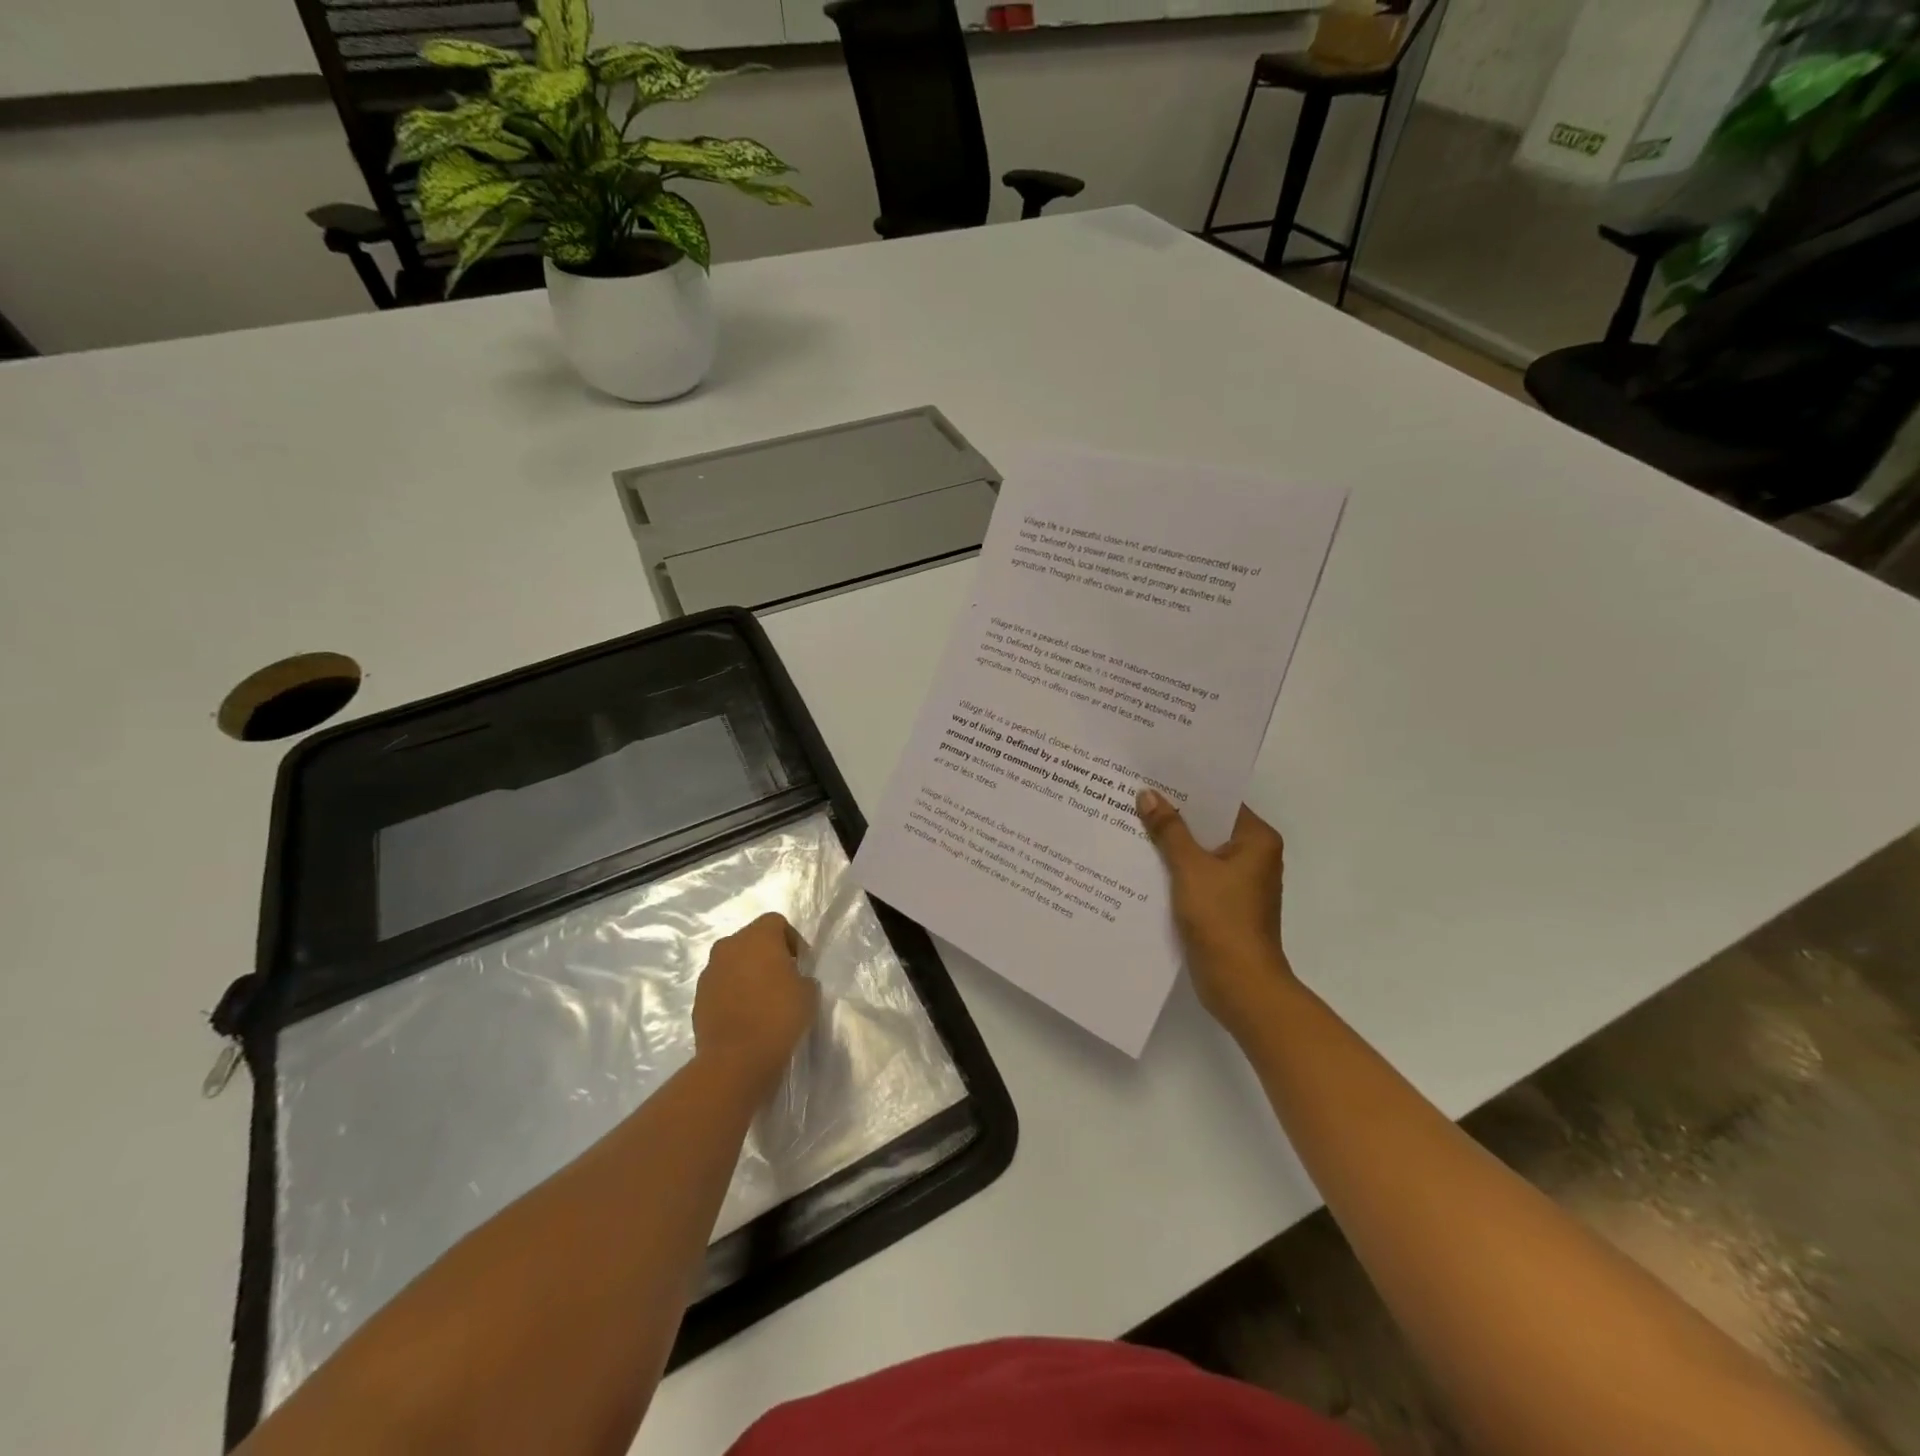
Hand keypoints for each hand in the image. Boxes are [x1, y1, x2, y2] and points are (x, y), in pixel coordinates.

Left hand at [693, 913, 818, 1093]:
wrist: (735, 1059)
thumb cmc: (778, 1016)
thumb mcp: (808, 992)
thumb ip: (801, 976)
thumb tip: (791, 979)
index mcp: (757, 937)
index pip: (776, 922)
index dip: (791, 939)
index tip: (800, 963)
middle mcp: (729, 946)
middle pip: (751, 939)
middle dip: (767, 954)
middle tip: (783, 979)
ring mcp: (709, 972)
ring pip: (733, 962)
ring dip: (747, 973)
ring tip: (763, 1000)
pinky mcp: (698, 997)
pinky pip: (721, 985)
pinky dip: (733, 993)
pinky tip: (746, 1015)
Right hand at [1136, 790, 1296, 1039]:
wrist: (1240, 985)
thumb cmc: (1222, 919)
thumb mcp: (1190, 869)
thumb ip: (1169, 830)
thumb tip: (1148, 795)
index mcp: (1257, 840)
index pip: (1220, 801)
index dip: (1187, 789)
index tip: (1153, 775)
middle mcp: (1253, 856)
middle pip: (1208, 826)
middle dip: (1172, 816)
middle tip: (1132, 796)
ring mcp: (1238, 883)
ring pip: (1199, 852)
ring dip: (1169, 844)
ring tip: (1129, 823)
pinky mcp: (1223, 905)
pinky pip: (1195, 875)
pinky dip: (1173, 869)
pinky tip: (1140, 863)